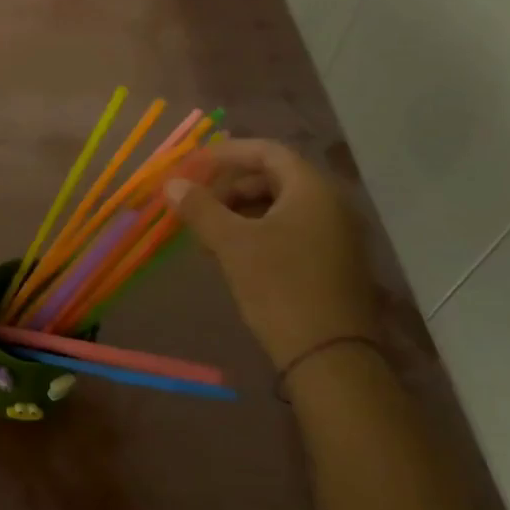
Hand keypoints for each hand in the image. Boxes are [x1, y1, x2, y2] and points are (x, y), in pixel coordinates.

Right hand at [165, 138, 375, 366]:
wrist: (330, 358)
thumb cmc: (279, 287)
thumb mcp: (232, 244)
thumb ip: (200, 207)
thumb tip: (172, 184)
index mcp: (312, 189)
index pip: (266, 151)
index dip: (226, 154)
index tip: (192, 166)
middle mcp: (332, 204)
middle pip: (274, 177)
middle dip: (230, 186)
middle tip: (197, 203)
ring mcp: (337, 235)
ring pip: (281, 206)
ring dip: (241, 211)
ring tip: (209, 233)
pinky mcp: (334, 262)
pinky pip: (292, 230)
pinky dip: (259, 232)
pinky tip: (234, 255)